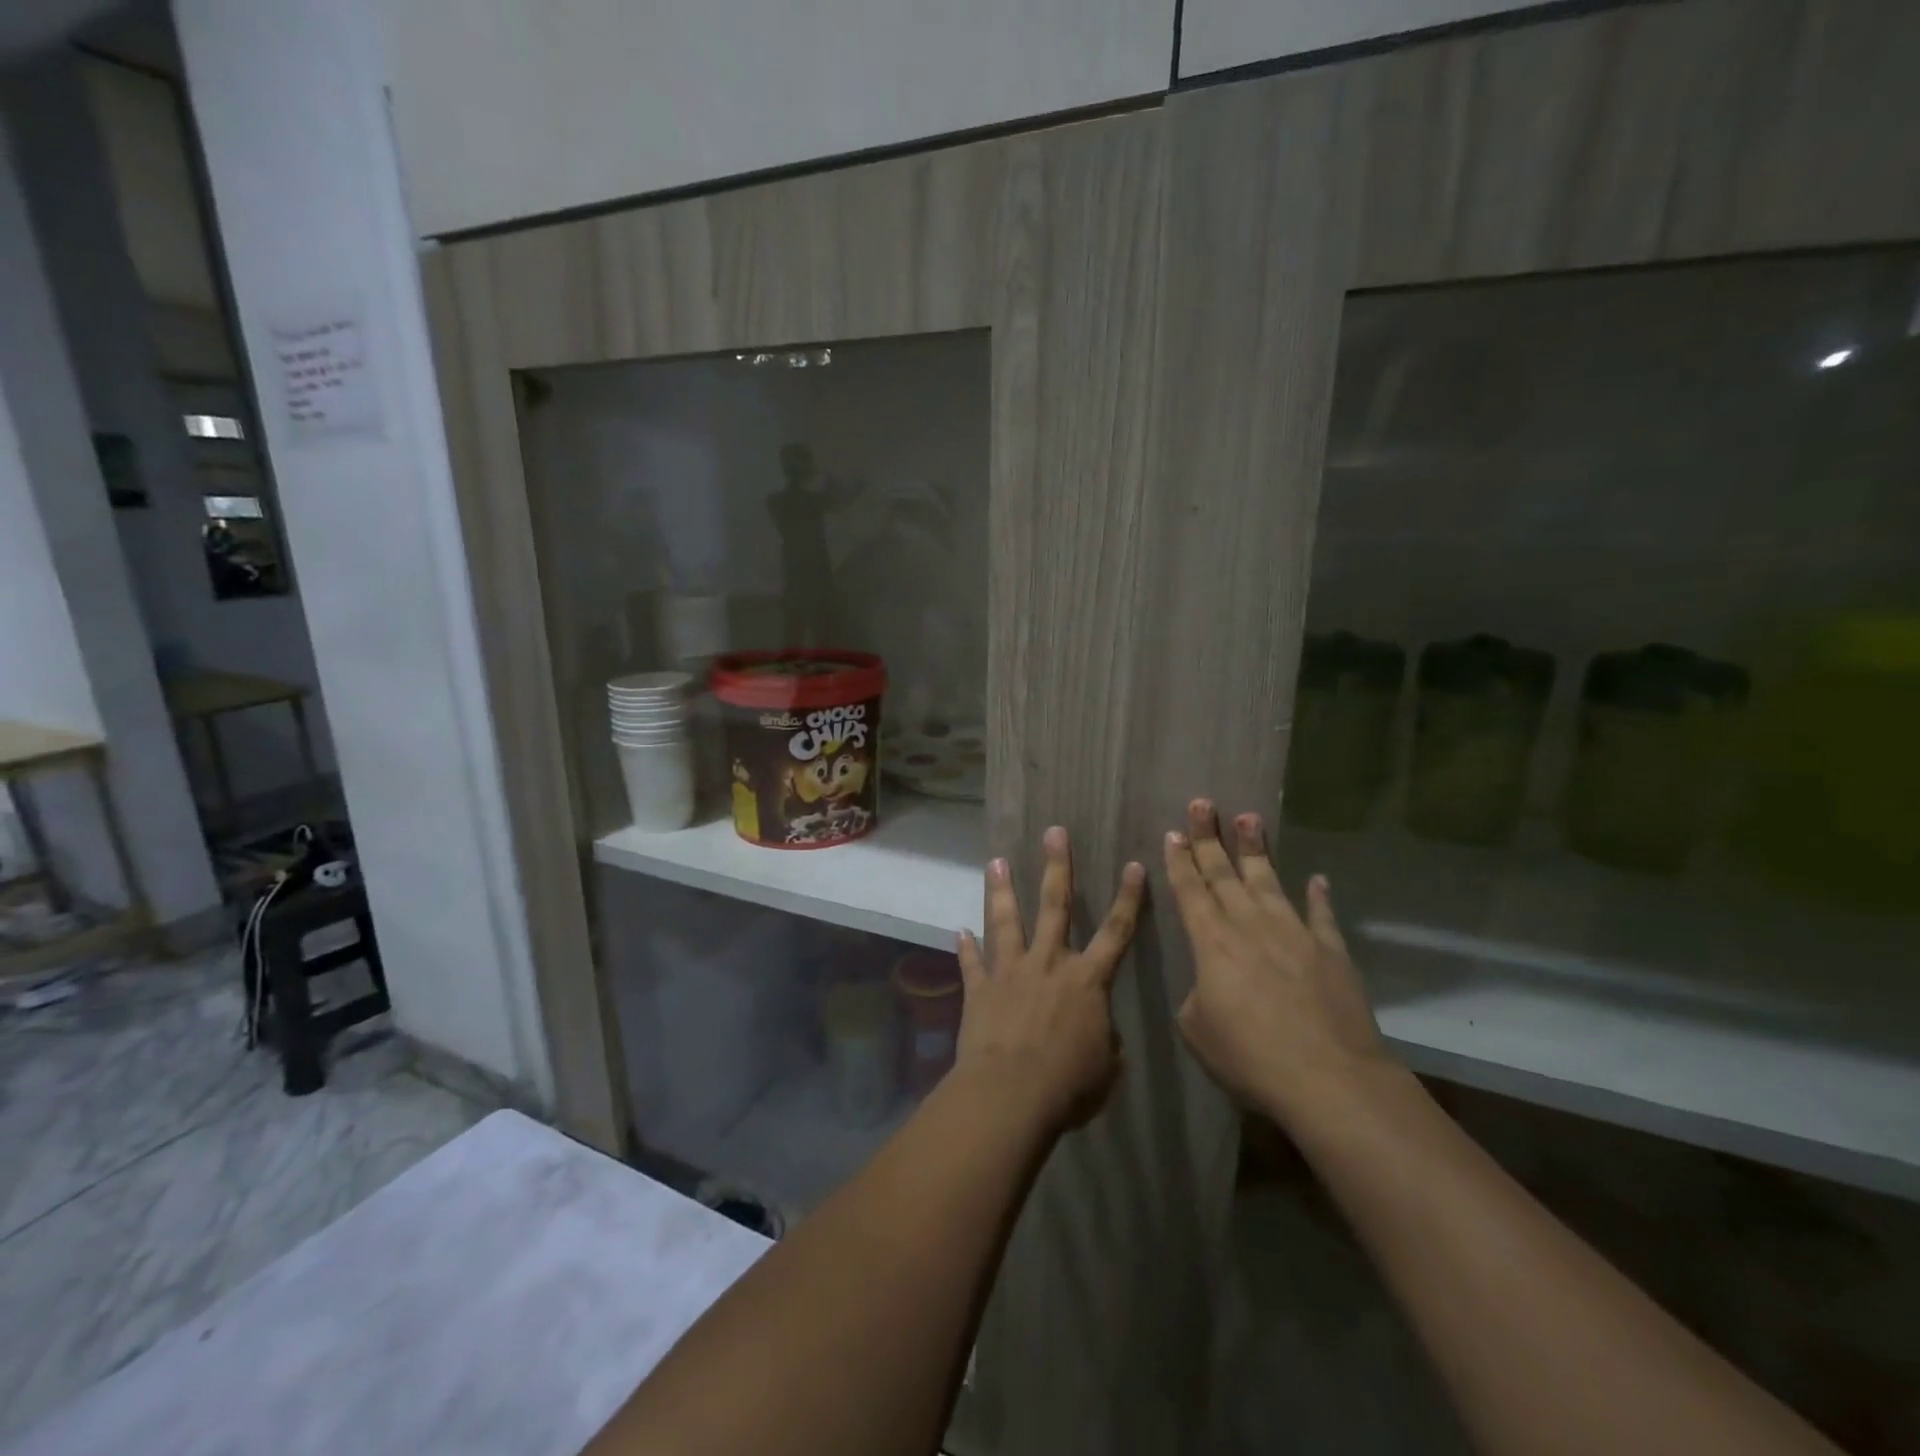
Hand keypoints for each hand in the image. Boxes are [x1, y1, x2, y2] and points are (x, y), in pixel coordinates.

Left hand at [955, 827, 1145, 1132]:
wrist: (1010, 1094)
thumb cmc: (1068, 1085)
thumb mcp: (1105, 1068)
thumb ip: (1103, 1041)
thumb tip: (1098, 1034)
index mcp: (1087, 980)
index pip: (1116, 931)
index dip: (1128, 898)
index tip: (1133, 864)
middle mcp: (1048, 963)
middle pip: (1055, 905)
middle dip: (1057, 866)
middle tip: (1053, 832)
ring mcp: (1010, 971)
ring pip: (1006, 921)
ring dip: (1001, 890)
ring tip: (995, 862)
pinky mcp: (979, 988)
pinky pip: (971, 963)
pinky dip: (965, 948)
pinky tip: (958, 931)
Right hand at [1164, 800, 1396, 1134]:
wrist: (1329, 1079)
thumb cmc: (1250, 1057)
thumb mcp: (1197, 1030)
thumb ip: (1196, 996)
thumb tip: (1209, 984)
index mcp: (1211, 942)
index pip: (1189, 890)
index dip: (1179, 861)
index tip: (1172, 833)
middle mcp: (1249, 925)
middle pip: (1223, 873)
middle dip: (1208, 837)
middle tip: (1201, 804)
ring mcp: (1293, 933)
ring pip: (1268, 880)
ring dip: (1256, 849)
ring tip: (1249, 817)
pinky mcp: (1330, 950)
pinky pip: (1321, 915)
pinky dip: (1318, 896)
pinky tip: (1317, 879)